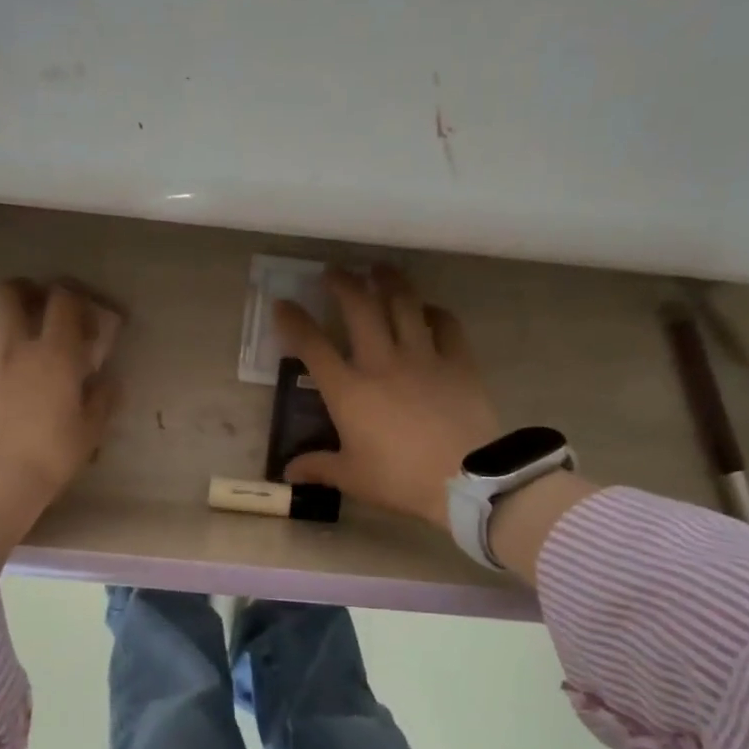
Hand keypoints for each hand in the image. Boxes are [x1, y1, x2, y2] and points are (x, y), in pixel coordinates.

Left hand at [0, 280, 116, 564]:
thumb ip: (101, 400)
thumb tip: (108, 382)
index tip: (80, 311)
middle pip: (6, 294)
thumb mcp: (90, 431)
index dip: (72, 297)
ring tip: (1, 331)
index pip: (62, 302)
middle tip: (32, 303)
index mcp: (55, 354)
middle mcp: (15, 348)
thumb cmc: (51, 455)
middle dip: (21, 290)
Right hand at [274, 268, 502, 528]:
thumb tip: (288, 472)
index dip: (293, 321)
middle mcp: (382, 362)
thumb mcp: (352, 478)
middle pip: (359, 308)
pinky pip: (446, 324)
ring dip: (388, 281)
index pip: (313, 346)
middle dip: (342, 283)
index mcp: (349, 390)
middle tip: (334, 271)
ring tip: (379, 268)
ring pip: (403, 303)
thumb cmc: (400, 479)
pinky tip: (428, 309)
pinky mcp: (458, 361)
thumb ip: (318, 467)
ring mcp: (423, 357)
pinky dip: (434, 311)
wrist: (466, 480)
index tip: (282, 303)